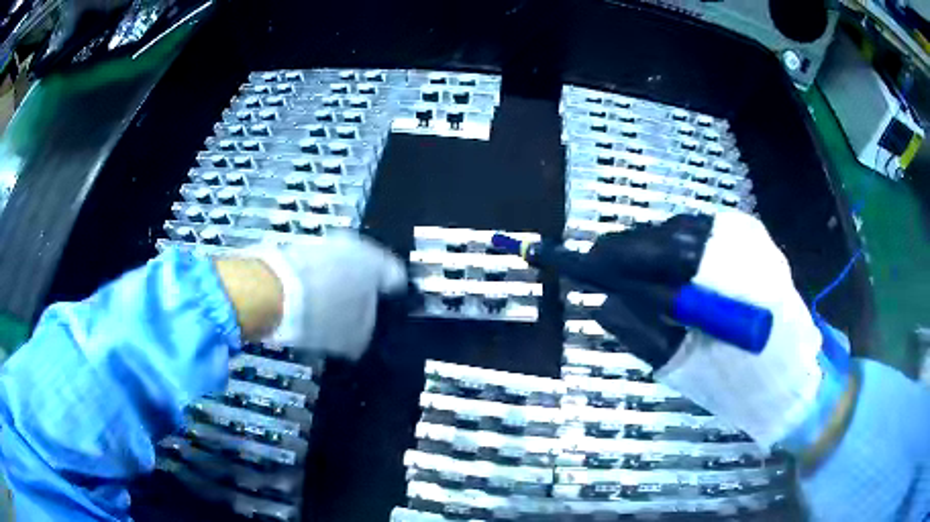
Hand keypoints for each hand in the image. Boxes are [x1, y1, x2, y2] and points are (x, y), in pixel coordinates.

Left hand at [224, 234, 406, 359]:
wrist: (267, 291)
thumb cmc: (319, 313)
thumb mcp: (350, 336)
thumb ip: (365, 332)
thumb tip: (364, 332)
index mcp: (375, 264)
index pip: (396, 276)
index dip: (392, 298)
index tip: (385, 312)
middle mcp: (354, 245)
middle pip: (368, 268)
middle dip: (363, 289)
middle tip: (356, 313)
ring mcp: (326, 242)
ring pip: (342, 265)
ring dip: (339, 283)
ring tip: (328, 309)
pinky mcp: (301, 245)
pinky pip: (319, 265)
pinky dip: (318, 280)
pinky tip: (309, 300)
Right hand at [582, 211, 823, 446]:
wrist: (794, 380)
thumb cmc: (744, 384)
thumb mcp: (690, 368)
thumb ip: (646, 334)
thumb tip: (604, 304)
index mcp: (729, 276)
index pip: (663, 251)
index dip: (622, 255)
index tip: (588, 262)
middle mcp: (743, 243)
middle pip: (672, 234)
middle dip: (636, 250)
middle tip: (605, 269)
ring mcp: (752, 238)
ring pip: (687, 231)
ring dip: (657, 251)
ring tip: (633, 274)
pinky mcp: (757, 242)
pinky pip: (705, 236)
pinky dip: (679, 251)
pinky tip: (669, 273)